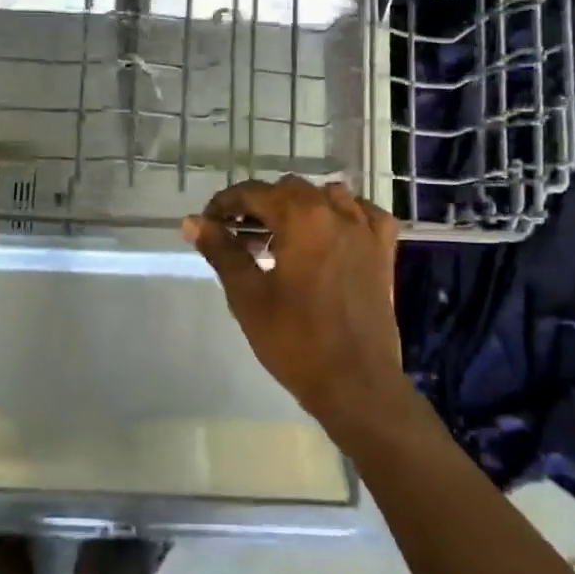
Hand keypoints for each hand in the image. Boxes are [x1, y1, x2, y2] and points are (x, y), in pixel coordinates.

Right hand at [182, 176, 411, 433]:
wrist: (355, 383)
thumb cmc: (295, 340)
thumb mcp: (248, 296)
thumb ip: (221, 251)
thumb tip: (192, 222)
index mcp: (302, 218)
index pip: (255, 193)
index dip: (225, 204)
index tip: (208, 224)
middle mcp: (337, 213)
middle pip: (290, 190)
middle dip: (259, 205)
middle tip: (237, 235)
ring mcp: (365, 231)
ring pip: (327, 196)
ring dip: (298, 207)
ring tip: (278, 236)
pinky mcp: (382, 253)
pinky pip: (364, 215)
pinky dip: (343, 214)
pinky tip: (330, 232)